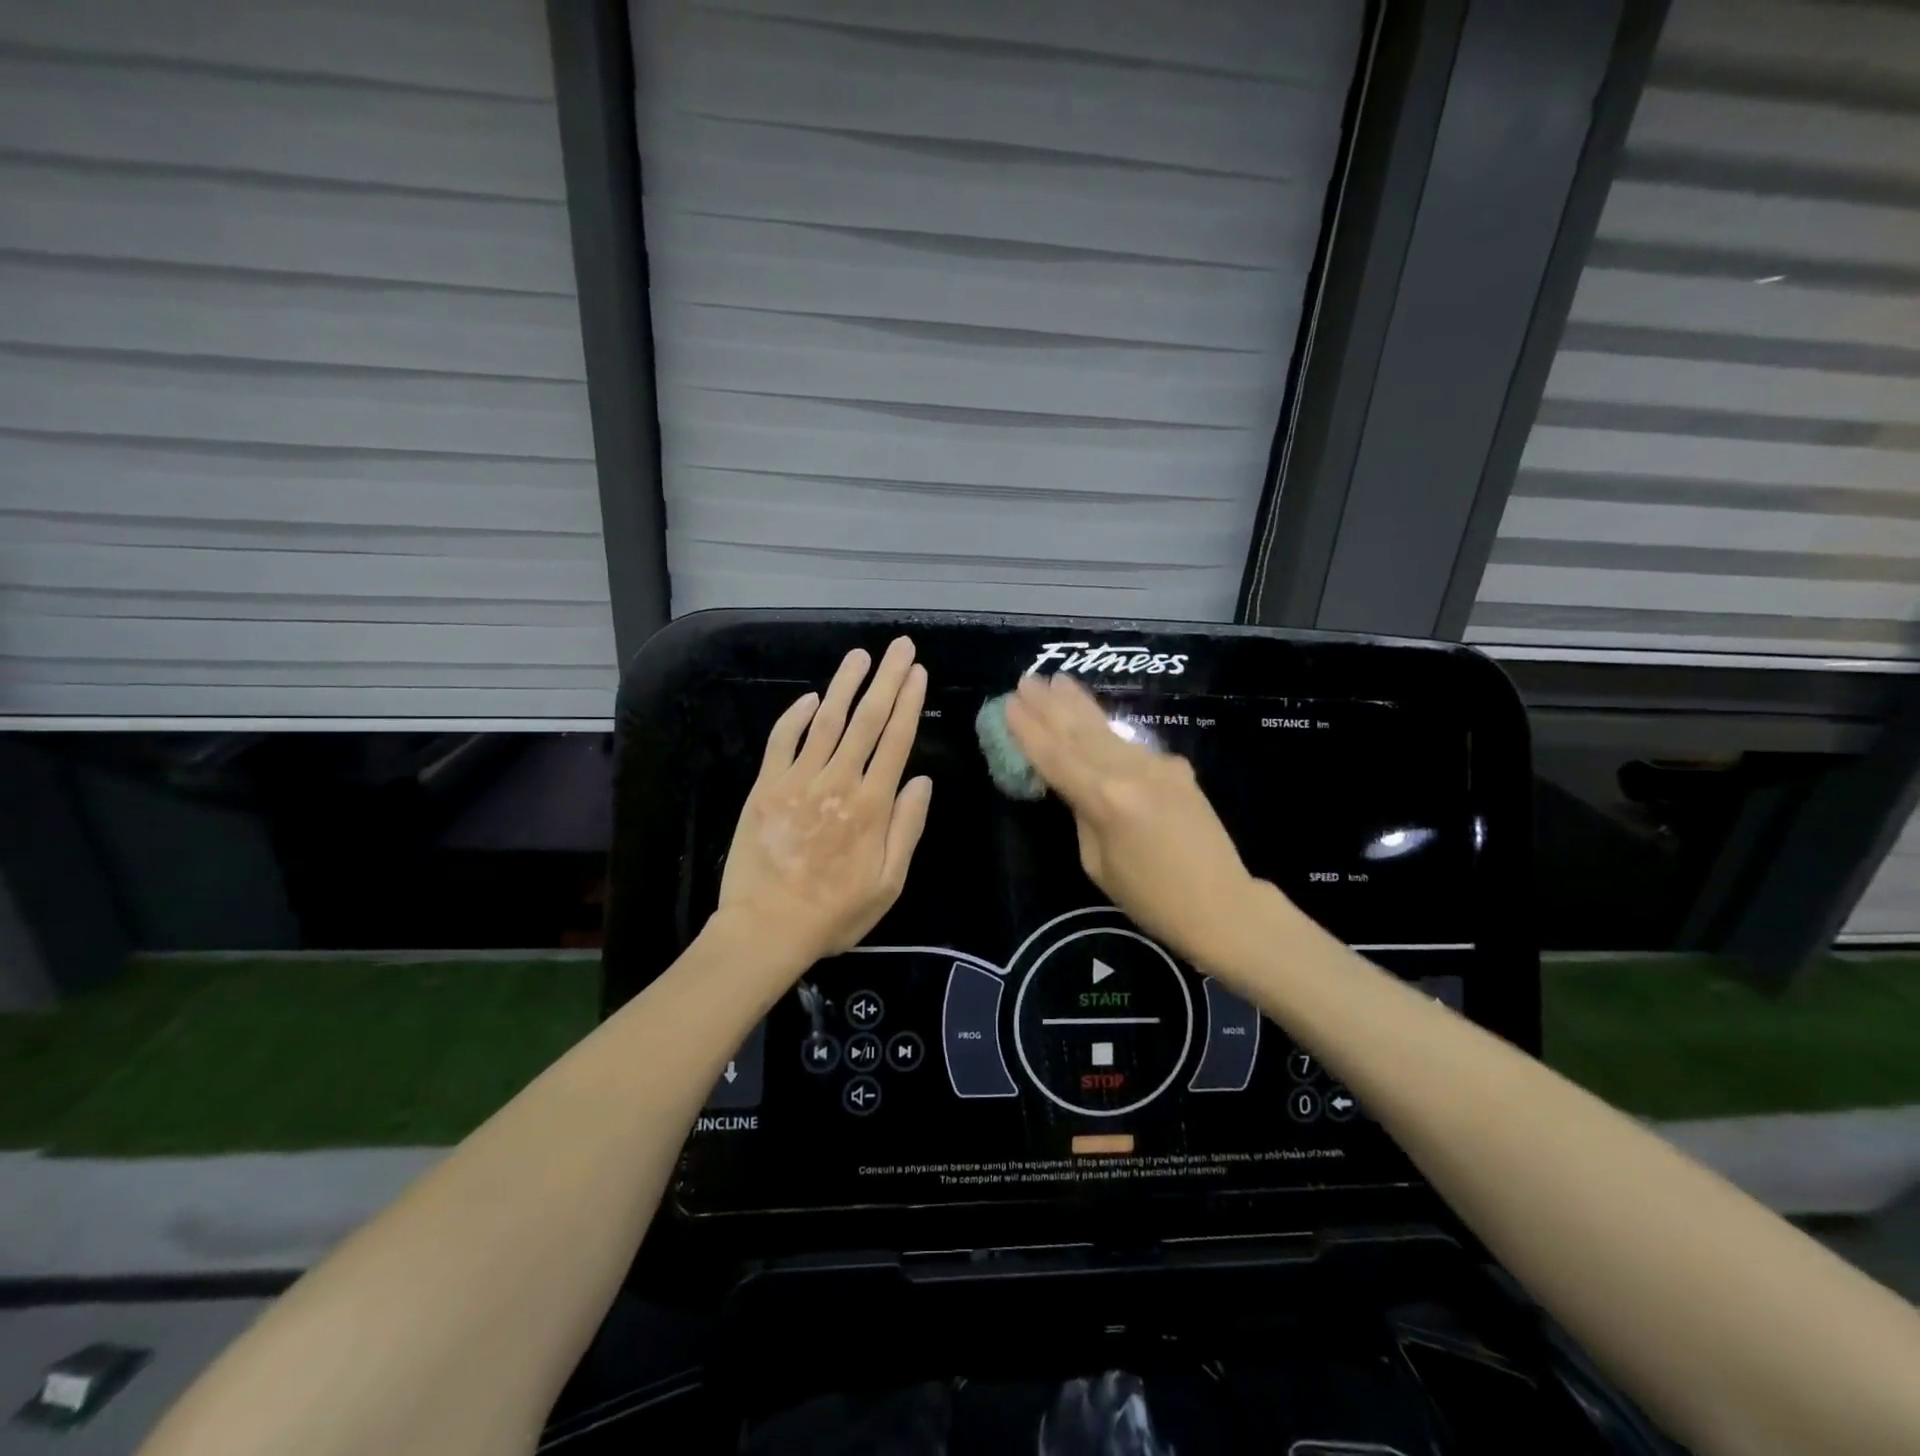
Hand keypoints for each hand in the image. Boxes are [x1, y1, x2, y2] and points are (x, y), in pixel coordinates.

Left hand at [716, 638, 931, 971]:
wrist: (768, 929)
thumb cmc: (835, 913)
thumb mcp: (889, 884)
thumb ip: (907, 829)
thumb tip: (923, 781)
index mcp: (872, 806)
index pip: (895, 741)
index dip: (909, 703)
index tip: (918, 673)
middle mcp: (838, 783)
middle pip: (866, 721)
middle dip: (886, 680)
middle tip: (900, 647)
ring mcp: (798, 781)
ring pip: (826, 721)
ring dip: (844, 685)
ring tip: (860, 656)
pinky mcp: (766, 787)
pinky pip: (782, 741)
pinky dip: (796, 716)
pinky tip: (811, 697)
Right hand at [1005, 672, 1264, 970]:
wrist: (1222, 905)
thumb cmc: (1151, 899)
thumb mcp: (1098, 863)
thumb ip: (1084, 815)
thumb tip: (1078, 787)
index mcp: (1105, 800)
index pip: (1057, 757)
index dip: (1030, 731)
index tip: (1009, 705)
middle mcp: (1131, 772)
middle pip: (1081, 733)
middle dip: (1050, 705)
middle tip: (1026, 679)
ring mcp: (1158, 765)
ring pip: (1107, 730)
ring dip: (1078, 705)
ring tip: (1057, 681)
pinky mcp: (1176, 769)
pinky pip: (1130, 745)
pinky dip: (1105, 728)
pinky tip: (1092, 716)